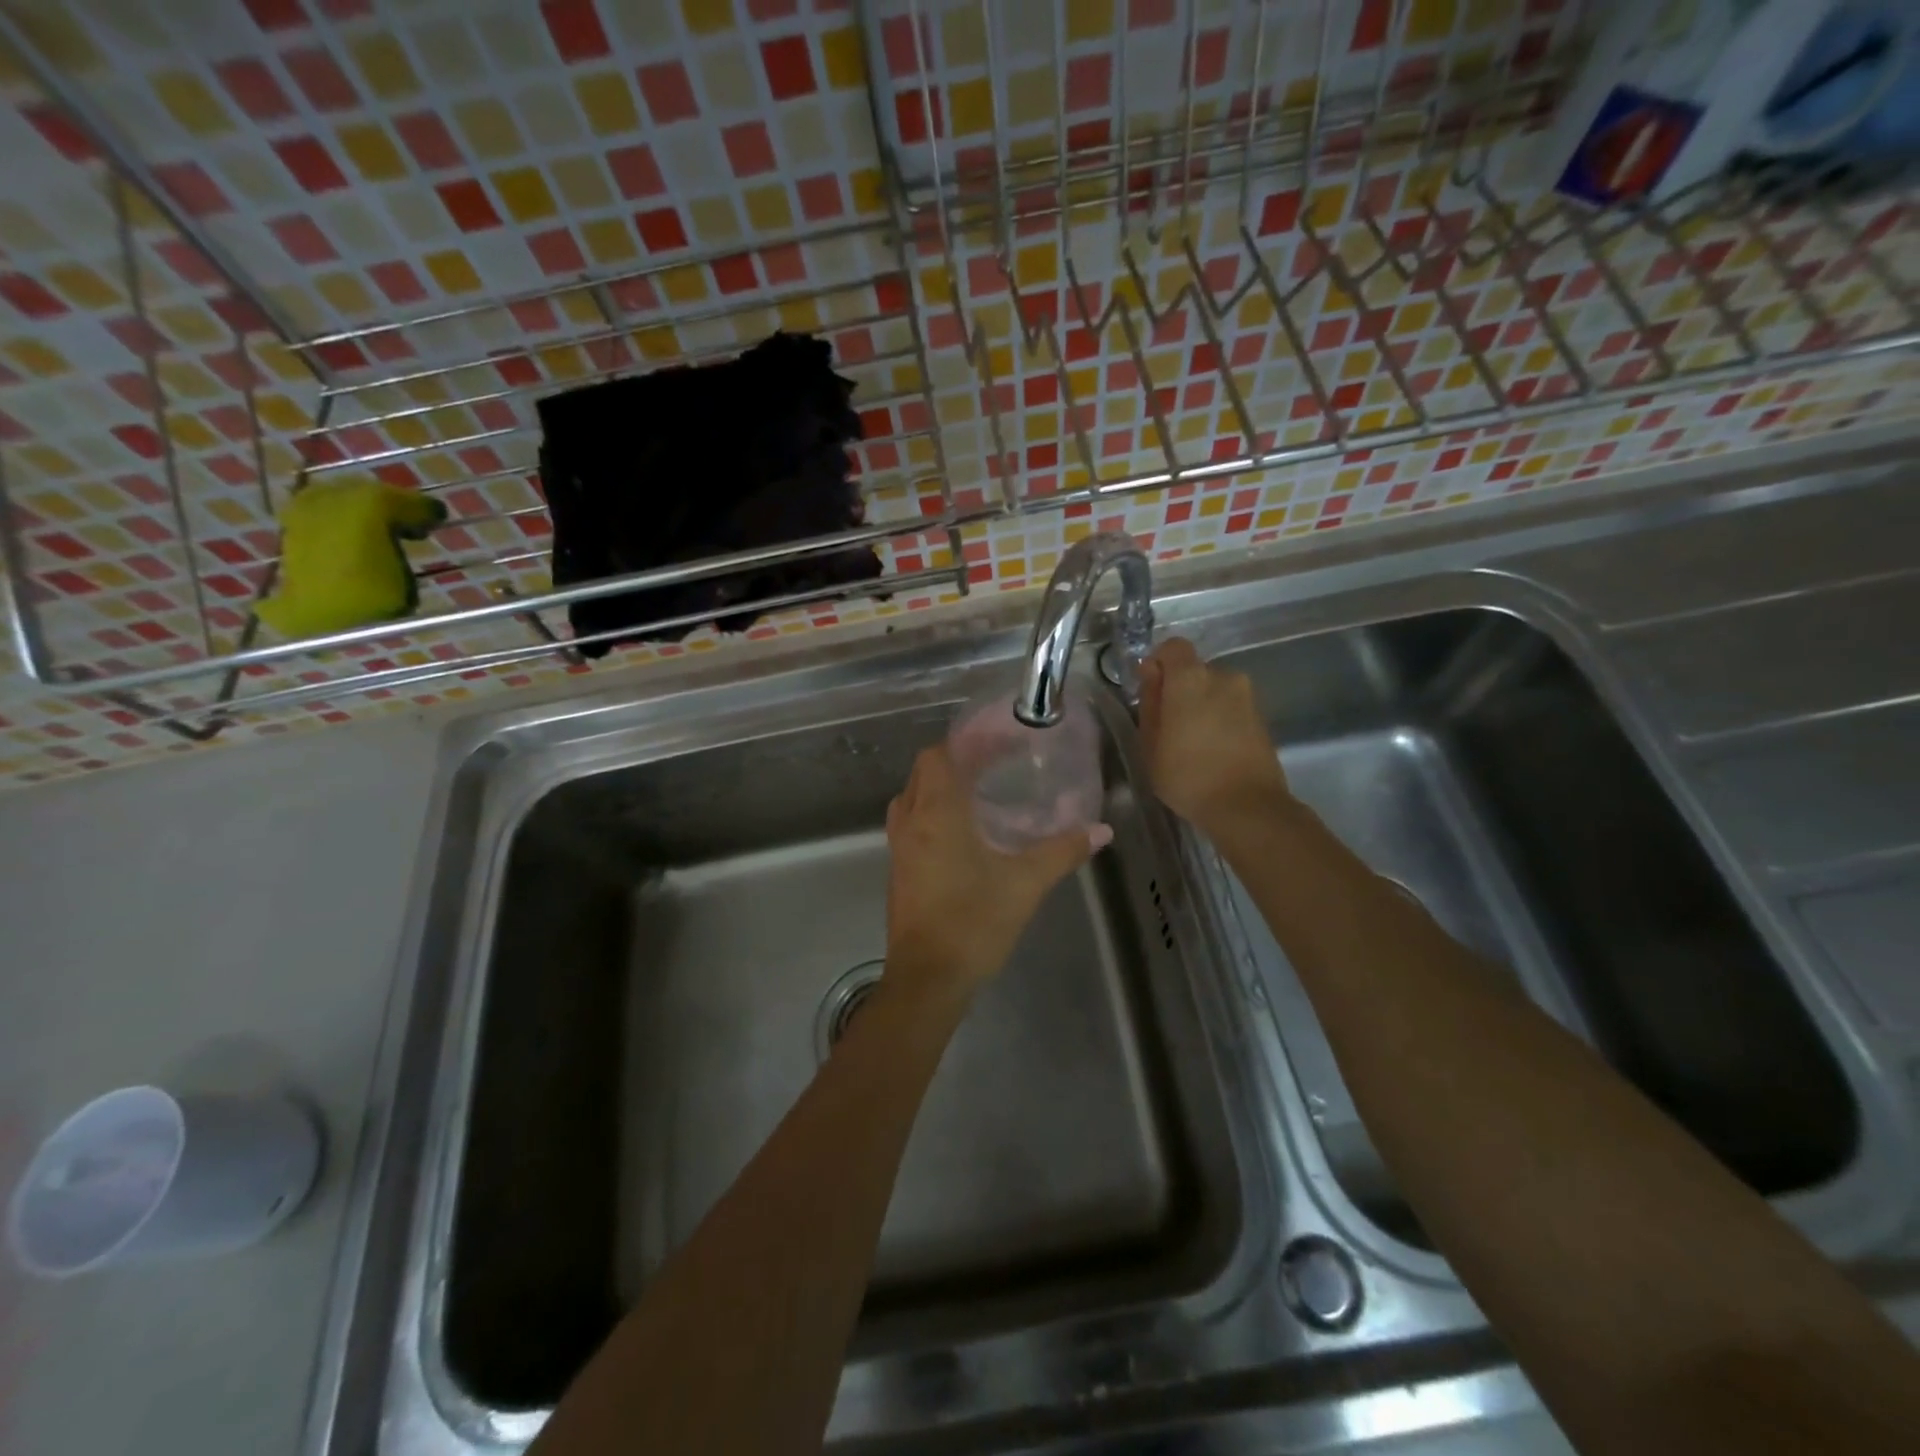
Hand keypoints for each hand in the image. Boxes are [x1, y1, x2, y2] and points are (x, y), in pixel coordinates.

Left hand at [884, 744, 1106, 998]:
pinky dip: (931, 812)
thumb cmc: (973, 923)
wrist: (927, 979)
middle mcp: (911, 822)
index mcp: (936, 813)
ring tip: (978, 791)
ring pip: (913, 797)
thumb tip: (1101, 831)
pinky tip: (962, 832)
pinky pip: (911, 823)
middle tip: (994, 764)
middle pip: (924, 771)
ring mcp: (899, 847)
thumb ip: (1062, 851)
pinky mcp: (898, 870)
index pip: (939, 755)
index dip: (967, 742)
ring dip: (939, 786)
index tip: (1000, 741)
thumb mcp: (1025, 884)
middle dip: (955, 760)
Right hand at [1137, 637, 1290, 834]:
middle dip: (1179, 689)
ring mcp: (1247, 697)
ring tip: (1191, 742)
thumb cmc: (1187, 775)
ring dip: (1201, 706)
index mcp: (1191, 678)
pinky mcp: (1262, 718)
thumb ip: (1150, 701)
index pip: (1173, 647)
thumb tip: (1151, 673)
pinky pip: (1231, 707)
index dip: (1159, 663)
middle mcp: (1223, 676)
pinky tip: (1212, 750)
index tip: (1150, 691)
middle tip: (1167, 726)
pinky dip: (1219, 720)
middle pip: (1194, 670)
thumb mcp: (1150, 743)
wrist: (1247, 807)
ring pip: (1214, 690)